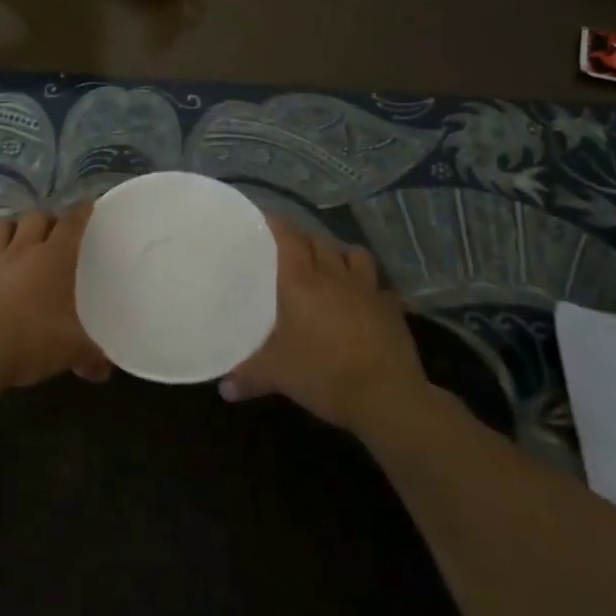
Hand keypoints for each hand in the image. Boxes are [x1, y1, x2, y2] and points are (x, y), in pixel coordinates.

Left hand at [0, 204, 112, 390]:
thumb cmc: (31, 341)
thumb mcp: (71, 351)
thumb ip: (91, 357)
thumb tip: (104, 371)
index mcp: (53, 258)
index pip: (71, 222)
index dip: (81, 211)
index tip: (88, 206)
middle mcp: (22, 251)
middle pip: (35, 216)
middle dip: (48, 218)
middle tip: (57, 232)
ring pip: (0, 227)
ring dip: (13, 229)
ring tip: (22, 243)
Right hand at [219, 219, 426, 432]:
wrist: (386, 396)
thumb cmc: (323, 373)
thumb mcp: (277, 375)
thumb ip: (248, 375)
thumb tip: (224, 387)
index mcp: (301, 280)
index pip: (287, 236)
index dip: (275, 223)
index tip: (262, 219)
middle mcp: (334, 274)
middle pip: (318, 240)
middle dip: (303, 239)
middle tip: (289, 250)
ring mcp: (367, 288)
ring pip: (353, 253)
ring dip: (339, 254)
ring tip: (329, 266)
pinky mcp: (392, 306)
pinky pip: (378, 284)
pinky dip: (368, 285)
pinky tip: (362, 298)